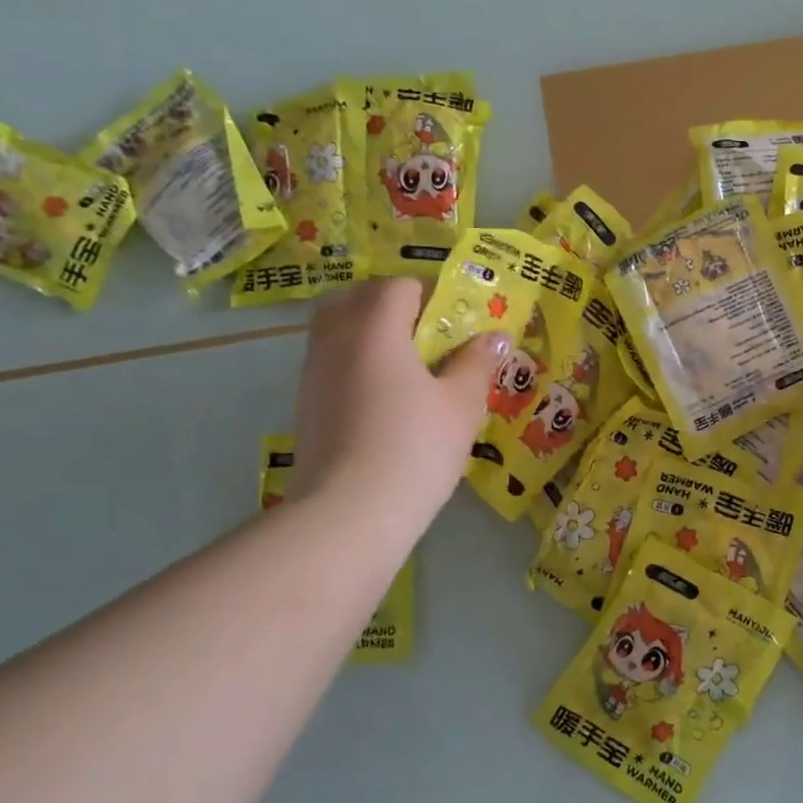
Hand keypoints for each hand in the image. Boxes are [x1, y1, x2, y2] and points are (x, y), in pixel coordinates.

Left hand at [289, 279, 504, 536]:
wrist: (348, 516)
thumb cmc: (415, 449)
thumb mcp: (461, 404)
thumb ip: (477, 362)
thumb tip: (496, 336)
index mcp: (376, 327)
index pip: (398, 286)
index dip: (431, 295)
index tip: (456, 323)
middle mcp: (336, 339)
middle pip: (356, 297)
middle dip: (390, 305)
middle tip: (426, 335)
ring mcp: (313, 373)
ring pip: (337, 329)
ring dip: (370, 332)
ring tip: (408, 367)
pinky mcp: (306, 405)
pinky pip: (330, 361)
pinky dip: (355, 362)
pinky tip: (384, 399)